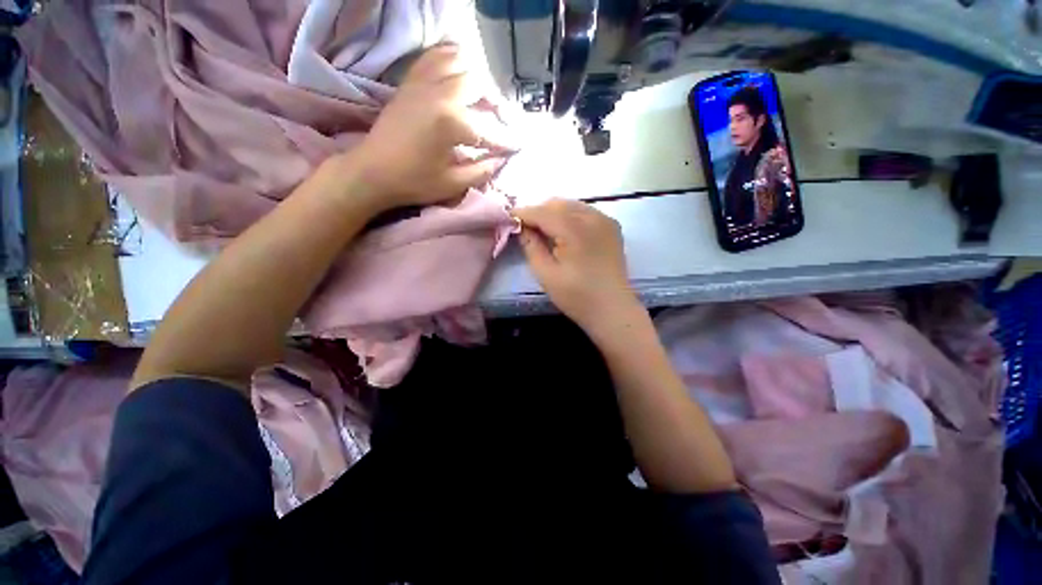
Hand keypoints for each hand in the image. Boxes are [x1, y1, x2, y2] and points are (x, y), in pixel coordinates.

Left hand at [344, 44, 517, 211]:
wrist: (371, 172)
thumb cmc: (414, 182)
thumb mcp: (453, 184)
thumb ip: (483, 170)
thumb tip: (502, 159)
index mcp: (452, 122)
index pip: (491, 128)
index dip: (508, 140)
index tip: (519, 147)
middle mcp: (440, 93)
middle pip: (480, 84)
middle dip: (496, 104)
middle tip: (500, 123)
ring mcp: (423, 82)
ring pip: (460, 61)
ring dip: (476, 79)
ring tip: (482, 100)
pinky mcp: (411, 82)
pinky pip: (435, 57)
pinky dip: (451, 60)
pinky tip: (458, 77)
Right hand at [515, 199, 638, 331]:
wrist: (612, 309)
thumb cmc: (577, 296)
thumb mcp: (546, 274)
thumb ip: (531, 246)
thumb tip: (522, 228)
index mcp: (575, 229)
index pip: (543, 212)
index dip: (523, 213)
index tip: (509, 218)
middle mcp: (592, 217)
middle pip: (558, 204)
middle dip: (539, 212)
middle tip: (526, 229)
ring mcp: (605, 220)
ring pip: (572, 205)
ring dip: (554, 214)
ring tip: (544, 232)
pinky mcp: (612, 227)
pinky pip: (585, 212)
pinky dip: (570, 217)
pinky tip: (565, 234)